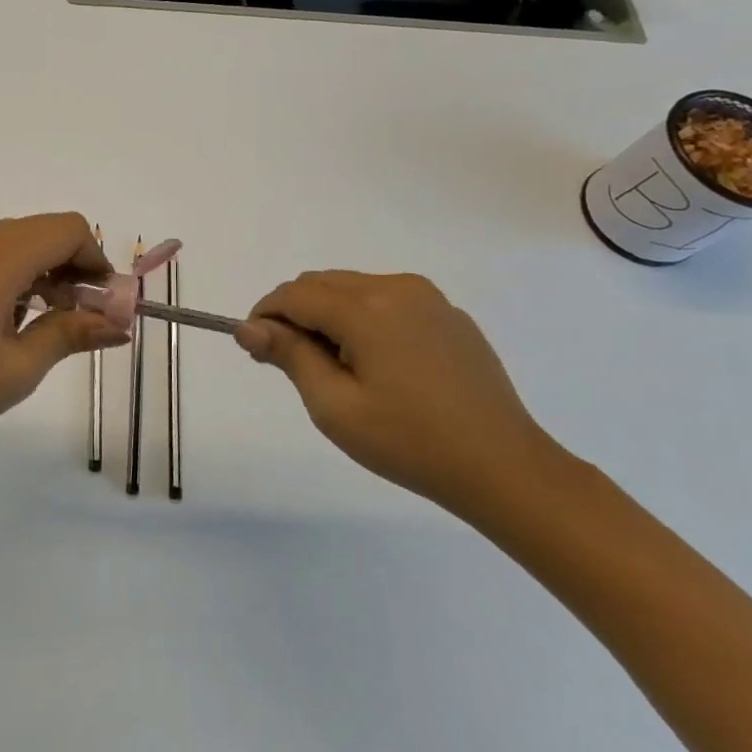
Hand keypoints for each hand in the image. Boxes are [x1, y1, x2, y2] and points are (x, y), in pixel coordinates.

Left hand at [0, 213, 129, 447]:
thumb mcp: (22, 366)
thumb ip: (72, 334)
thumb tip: (120, 326)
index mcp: (2, 257)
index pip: (68, 230)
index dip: (96, 259)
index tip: (103, 303)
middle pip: (45, 231)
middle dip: (74, 265)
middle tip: (80, 315)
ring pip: (19, 241)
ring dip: (46, 270)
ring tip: (46, 321)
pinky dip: (17, 273)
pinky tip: (10, 320)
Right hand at [235, 271, 567, 515]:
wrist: (504, 467)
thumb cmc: (409, 442)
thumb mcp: (334, 406)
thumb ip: (289, 356)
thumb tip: (247, 327)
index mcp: (367, 308)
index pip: (294, 295)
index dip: (265, 316)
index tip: (256, 350)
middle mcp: (397, 287)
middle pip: (322, 284)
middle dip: (295, 315)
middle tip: (291, 364)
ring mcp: (429, 299)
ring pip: (353, 289)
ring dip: (328, 315)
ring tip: (336, 369)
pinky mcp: (449, 315)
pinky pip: (388, 301)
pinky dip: (363, 319)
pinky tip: (377, 366)